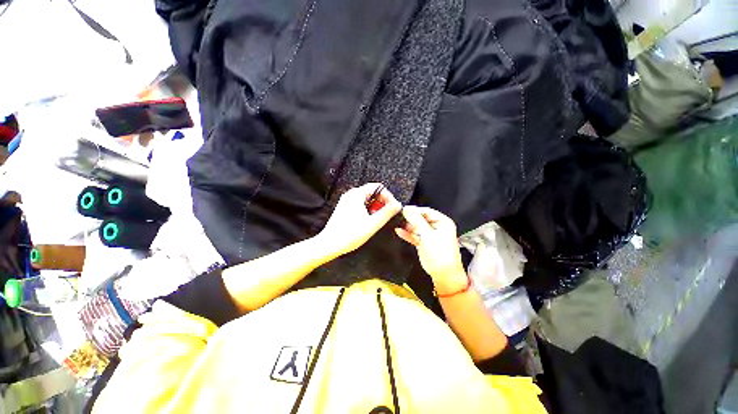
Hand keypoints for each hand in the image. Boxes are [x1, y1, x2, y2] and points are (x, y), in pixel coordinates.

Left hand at [319, 183, 401, 257]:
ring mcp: (347, 201)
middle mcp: (351, 194)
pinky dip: (368, 210)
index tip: (393, 207)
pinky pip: (361, 204)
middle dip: (382, 202)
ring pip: (367, 199)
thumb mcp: (372, 223)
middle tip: (386, 214)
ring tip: (376, 219)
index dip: (389, 196)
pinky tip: (368, 221)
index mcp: (357, 194)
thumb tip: (397, 205)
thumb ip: (387, 213)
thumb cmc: (349, 235)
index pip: (379, 187)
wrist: (330, 244)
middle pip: (373, 192)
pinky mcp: (345, 208)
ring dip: (375, 207)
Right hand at [395, 206, 467, 292]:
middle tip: (399, 217)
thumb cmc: (441, 254)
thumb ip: (417, 221)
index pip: (427, 211)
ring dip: (408, 226)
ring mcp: (430, 235)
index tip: (404, 209)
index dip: (415, 210)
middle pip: (421, 218)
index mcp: (443, 222)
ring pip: (417, 227)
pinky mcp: (424, 243)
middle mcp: (437, 227)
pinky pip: (414, 235)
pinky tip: (399, 231)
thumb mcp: (428, 235)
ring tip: (398, 223)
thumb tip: (407, 210)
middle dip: (410, 218)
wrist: (444, 274)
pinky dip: (407, 234)